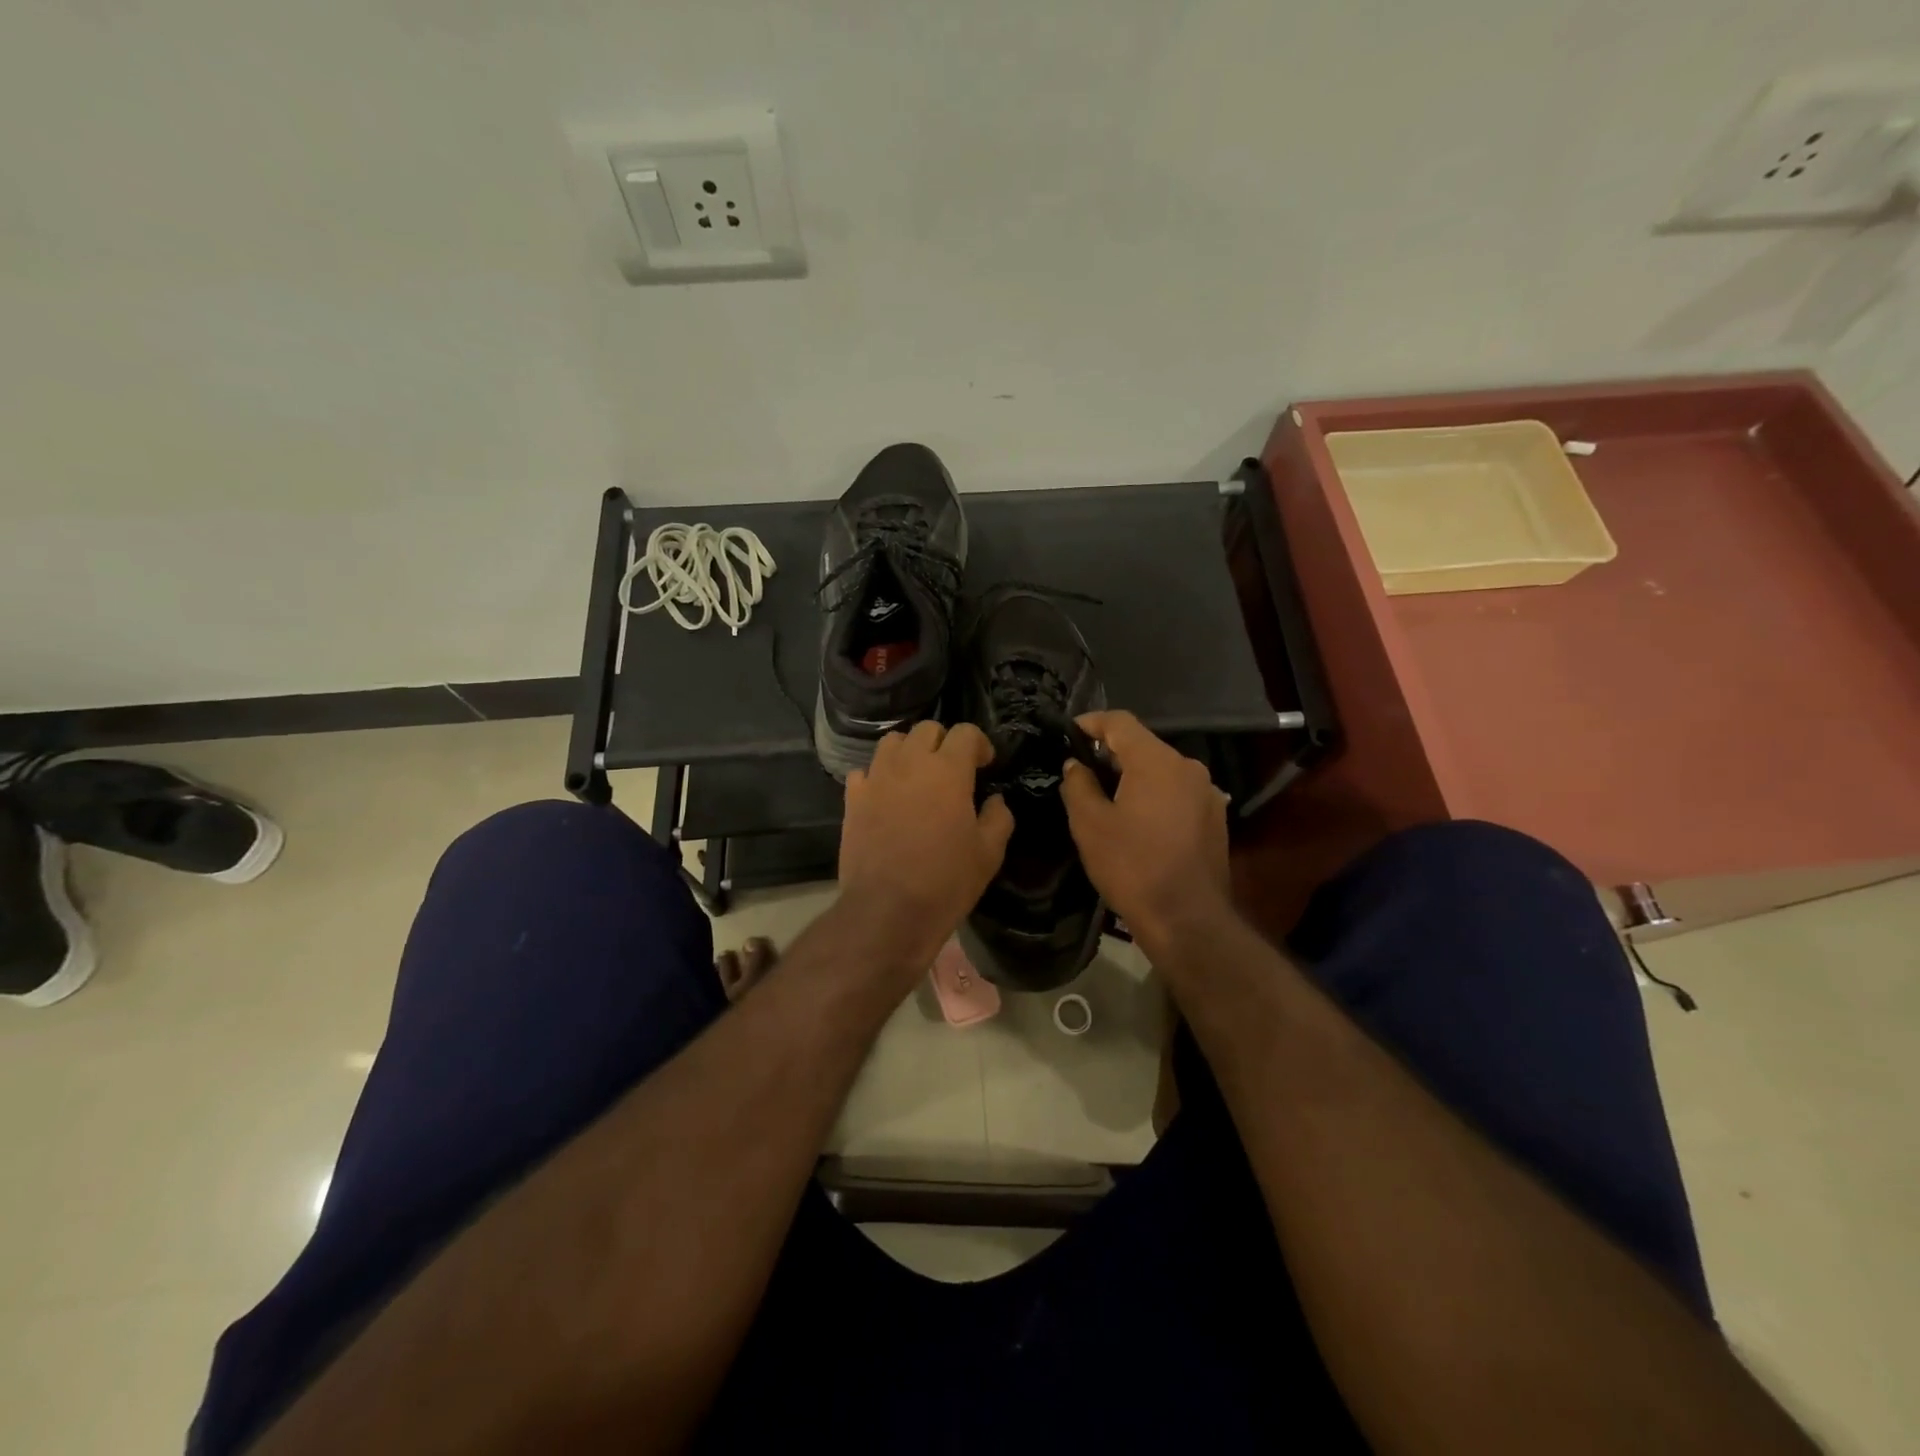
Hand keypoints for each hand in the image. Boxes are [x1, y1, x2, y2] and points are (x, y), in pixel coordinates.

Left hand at [839, 721, 1013, 973]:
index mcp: (948, 770)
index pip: (966, 733)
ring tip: (917, 776)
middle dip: (944, 742)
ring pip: (892, 742)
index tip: (985, 765)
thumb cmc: (946, 880)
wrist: (887, 910)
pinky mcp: (852, 799)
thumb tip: (995, 800)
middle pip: (927, 729)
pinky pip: (864, 771)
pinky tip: (886, 795)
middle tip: (953, 769)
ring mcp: (876, 778)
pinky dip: (878, 776)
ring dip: (909, 751)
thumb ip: (998, 818)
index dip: (980, 744)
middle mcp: (910, 763)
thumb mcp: (989, 853)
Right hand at [1060, 710, 1230, 953]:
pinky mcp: (1215, 818)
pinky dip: (1154, 795)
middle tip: (1082, 772)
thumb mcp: (1090, 825)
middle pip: (1143, 745)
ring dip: (1133, 776)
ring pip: (1161, 770)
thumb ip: (1078, 785)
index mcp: (1157, 761)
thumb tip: (1075, 765)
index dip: (1090, 722)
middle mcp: (1188, 767)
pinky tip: (1138, 822)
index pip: (1120, 722)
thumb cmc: (1132, 867)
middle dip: (1110, 753)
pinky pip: (1177, 793)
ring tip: (1107, 798)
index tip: (1068, 733)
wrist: (1188, 919)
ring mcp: (1206, 792)